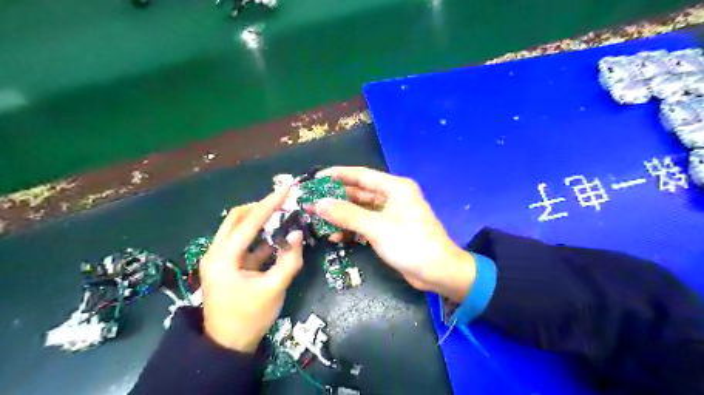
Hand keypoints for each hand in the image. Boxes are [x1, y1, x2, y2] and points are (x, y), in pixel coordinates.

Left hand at [200, 189, 305, 352]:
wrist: (227, 346)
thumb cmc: (249, 318)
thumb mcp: (273, 289)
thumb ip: (289, 260)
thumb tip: (298, 234)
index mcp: (223, 258)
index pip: (247, 222)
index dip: (268, 204)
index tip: (285, 190)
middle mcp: (216, 253)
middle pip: (236, 219)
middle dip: (259, 208)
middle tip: (282, 203)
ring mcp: (221, 259)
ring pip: (239, 229)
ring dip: (260, 221)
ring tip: (283, 215)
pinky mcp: (228, 266)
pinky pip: (245, 244)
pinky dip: (260, 238)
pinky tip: (278, 237)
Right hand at [315, 166, 475, 301]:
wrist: (437, 272)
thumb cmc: (410, 244)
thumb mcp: (376, 227)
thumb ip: (347, 214)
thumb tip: (319, 204)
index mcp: (395, 187)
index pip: (361, 175)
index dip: (338, 175)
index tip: (317, 178)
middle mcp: (393, 197)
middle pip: (359, 193)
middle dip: (336, 199)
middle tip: (312, 202)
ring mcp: (390, 215)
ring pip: (361, 211)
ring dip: (342, 216)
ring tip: (318, 220)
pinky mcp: (388, 231)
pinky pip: (366, 225)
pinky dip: (352, 230)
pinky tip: (335, 238)